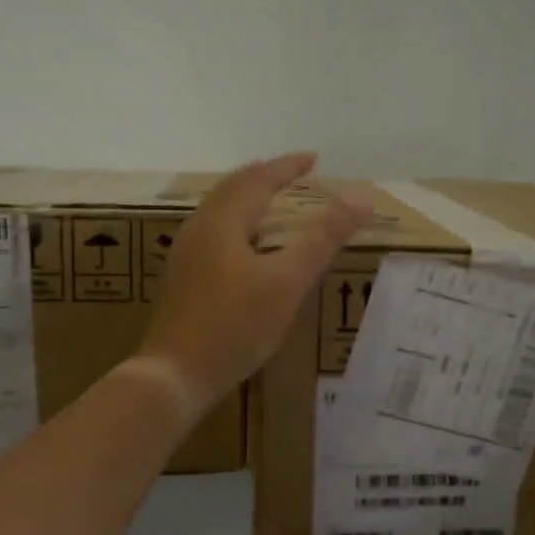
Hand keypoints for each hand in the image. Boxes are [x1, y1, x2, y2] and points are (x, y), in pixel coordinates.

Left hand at [136, 153, 370, 408]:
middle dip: (264, 177)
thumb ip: (323, 238)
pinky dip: (237, 224)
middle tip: (291, 174)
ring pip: (219, 212)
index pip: (258, 179)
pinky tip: (244, 248)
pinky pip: (213, 234)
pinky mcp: (182, 280)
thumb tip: (361, 197)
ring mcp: (185, 255)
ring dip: (247, 199)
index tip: (313, 158)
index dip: (287, 167)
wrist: (173, 376)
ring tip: (270, 203)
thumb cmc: (234, 326)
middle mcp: (199, 229)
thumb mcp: (287, 282)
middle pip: (232, 189)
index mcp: (222, 221)